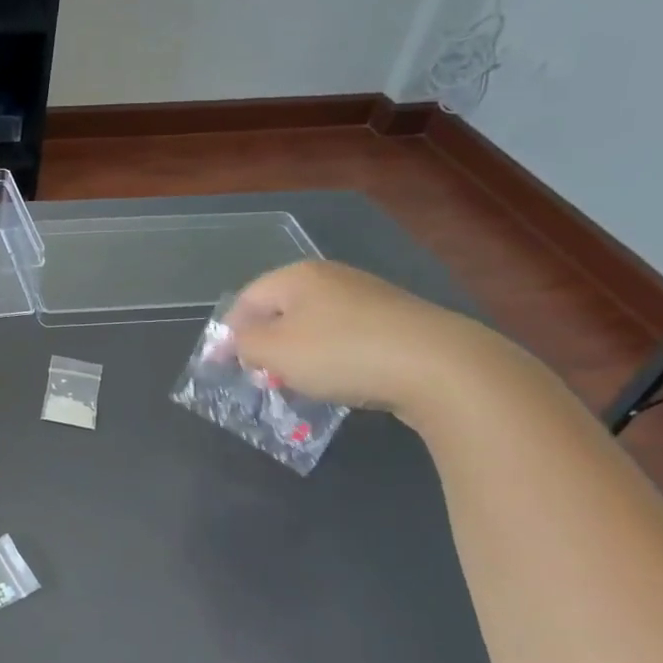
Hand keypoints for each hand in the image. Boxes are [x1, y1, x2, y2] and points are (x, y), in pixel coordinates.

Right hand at [224, 260, 506, 419]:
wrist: (438, 366)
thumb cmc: (340, 353)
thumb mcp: (274, 351)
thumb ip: (245, 345)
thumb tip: (242, 343)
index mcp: (297, 276)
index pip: (246, 300)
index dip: (229, 334)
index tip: (223, 368)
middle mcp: (331, 278)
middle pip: (282, 311)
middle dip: (266, 346)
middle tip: (261, 379)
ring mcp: (368, 298)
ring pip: (315, 327)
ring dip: (299, 356)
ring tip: (299, 386)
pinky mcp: (397, 323)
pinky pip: (347, 340)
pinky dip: (333, 360)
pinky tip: (341, 383)